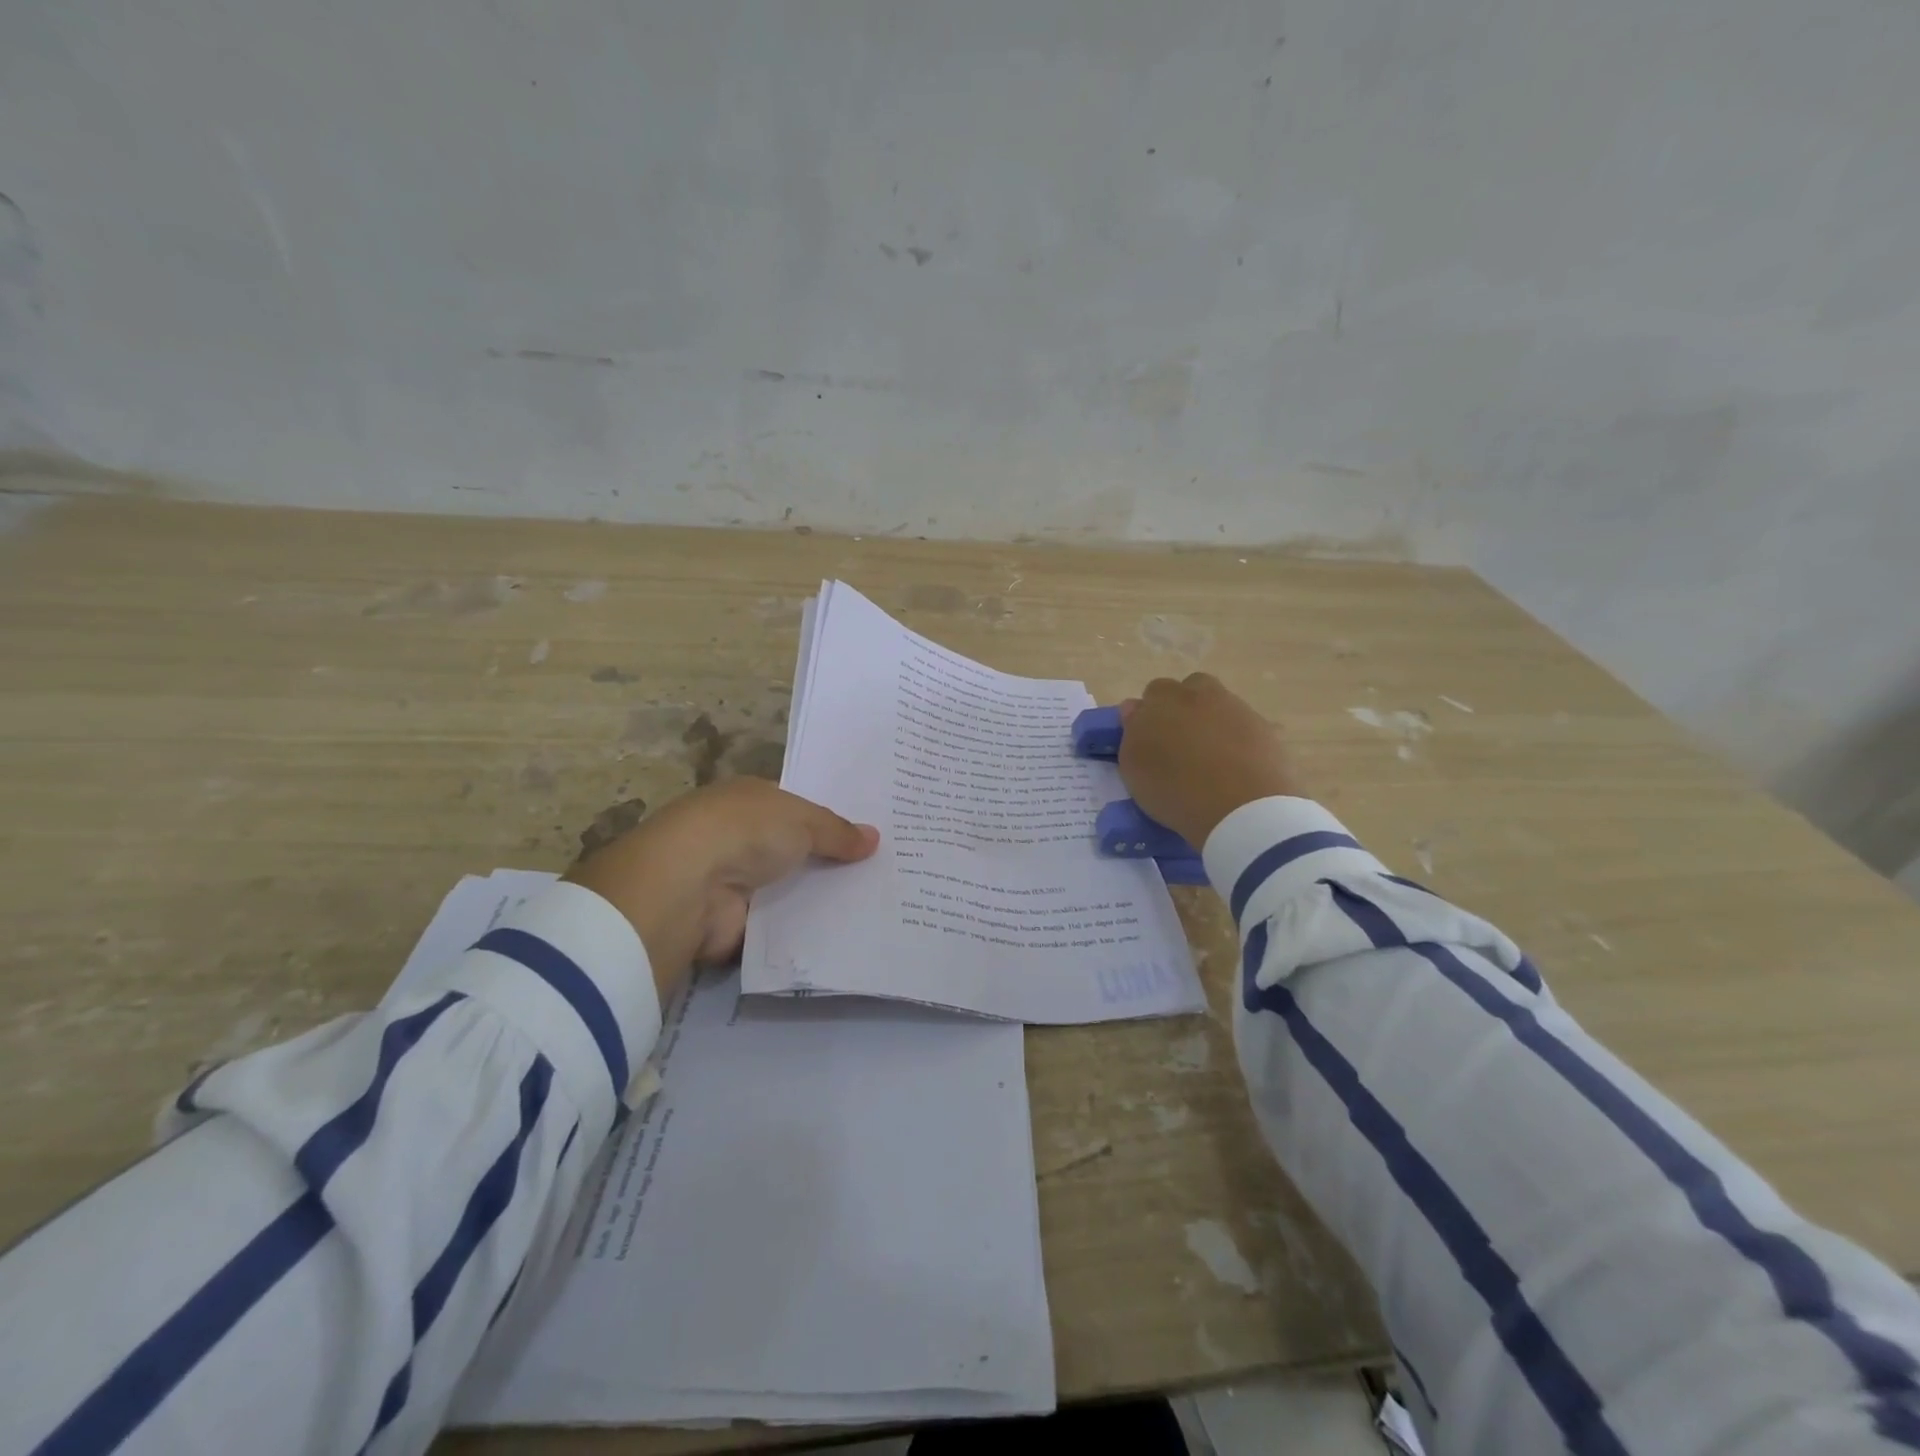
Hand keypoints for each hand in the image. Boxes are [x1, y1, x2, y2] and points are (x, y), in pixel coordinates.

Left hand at [564, 777, 878, 996]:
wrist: (688, 885)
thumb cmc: (745, 831)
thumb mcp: (802, 819)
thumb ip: (837, 831)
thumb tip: (874, 838)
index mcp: (749, 800)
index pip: (795, 808)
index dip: (829, 820)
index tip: (867, 835)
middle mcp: (738, 837)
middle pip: (793, 850)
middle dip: (829, 861)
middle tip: (881, 872)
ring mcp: (732, 881)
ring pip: (786, 889)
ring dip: (816, 898)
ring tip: (873, 907)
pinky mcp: (731, 923)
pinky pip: (777, 926)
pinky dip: (800, 931)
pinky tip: (842, 935)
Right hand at [1117, 673, 1300, 846]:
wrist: (1241, 808)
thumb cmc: (1174, 789)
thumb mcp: (1134, 768)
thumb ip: (1132, 732)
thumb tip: (1135, 709)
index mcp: (1162, 700)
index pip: (1152, 694)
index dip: (1150, 715)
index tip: (1151, 740)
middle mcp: (1199, 695)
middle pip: (1189, 689)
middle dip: (1183, 707)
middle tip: (1179, 742)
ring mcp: (1235, 708)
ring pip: (1219, 705)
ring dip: (1212, 722)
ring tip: (1209, 758)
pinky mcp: (1265, 728)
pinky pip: (1244, 727)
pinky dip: (1238, 741)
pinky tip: (1235, 768)